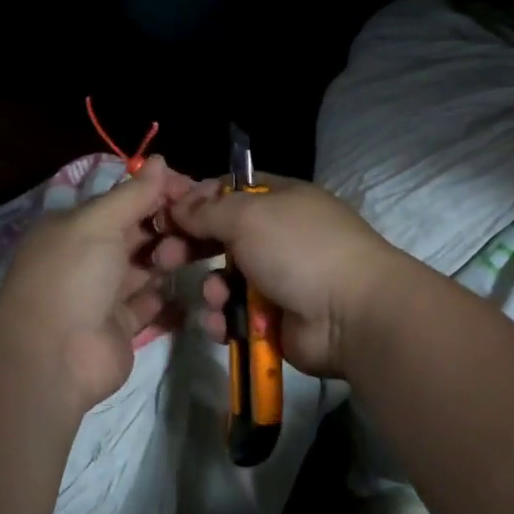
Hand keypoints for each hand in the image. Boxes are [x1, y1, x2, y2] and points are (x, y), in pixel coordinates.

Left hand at [0, 158, 197, 410]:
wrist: (53, 357)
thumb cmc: (72, 276)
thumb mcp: (98, 222)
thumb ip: (133, 194)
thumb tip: (160, 160)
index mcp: (76, 225)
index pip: (124, 199)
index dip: (158, 191)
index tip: (194, 189)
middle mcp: (90, 255)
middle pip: (138, 231)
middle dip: (169, 223)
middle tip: (203, 221)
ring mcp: (105, 292)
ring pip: (147, 265)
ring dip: (172, 256)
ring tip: (198, 250)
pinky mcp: (122, 325)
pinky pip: (152, 303)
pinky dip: (171, 295)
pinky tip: (197, 282)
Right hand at [169, 176, 404, 378]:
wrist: (351, 314)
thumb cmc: (299, 249)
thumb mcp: (248, 215)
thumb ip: (207, 210)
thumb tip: (179, 205)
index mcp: (279, 200)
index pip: (228, 191)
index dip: (195, 200)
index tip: (165, 213)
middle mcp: (277, 235)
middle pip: (220, 236)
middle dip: (190, 246)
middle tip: (162, 258)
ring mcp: (278, 278)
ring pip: (225, 279)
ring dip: (213, 288)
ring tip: (216, 296)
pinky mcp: (274, 319)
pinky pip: (236, 315)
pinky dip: (225, 319)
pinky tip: (223, 322)